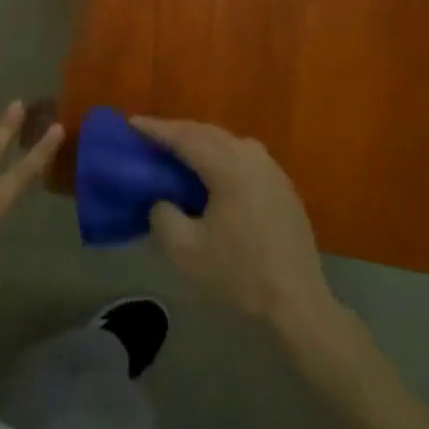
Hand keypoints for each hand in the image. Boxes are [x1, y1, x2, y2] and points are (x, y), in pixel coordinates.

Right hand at [132, 117, 333, 327]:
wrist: (298, 305)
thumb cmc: (239, 276)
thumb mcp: (185, 251)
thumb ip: (163, 214)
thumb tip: (162, 199)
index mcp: (230, 168)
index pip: (185, 138)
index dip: (156, 129)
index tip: (131, 124)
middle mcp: (253, 159)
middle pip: (208, 133)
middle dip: (177, 131)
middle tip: (149, 136)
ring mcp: (273, 171)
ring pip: (228, 142)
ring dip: (200, 141)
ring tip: (177, 151)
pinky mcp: (283, 187)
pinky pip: (244, 157)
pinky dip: (220, 155)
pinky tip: (211, 172)